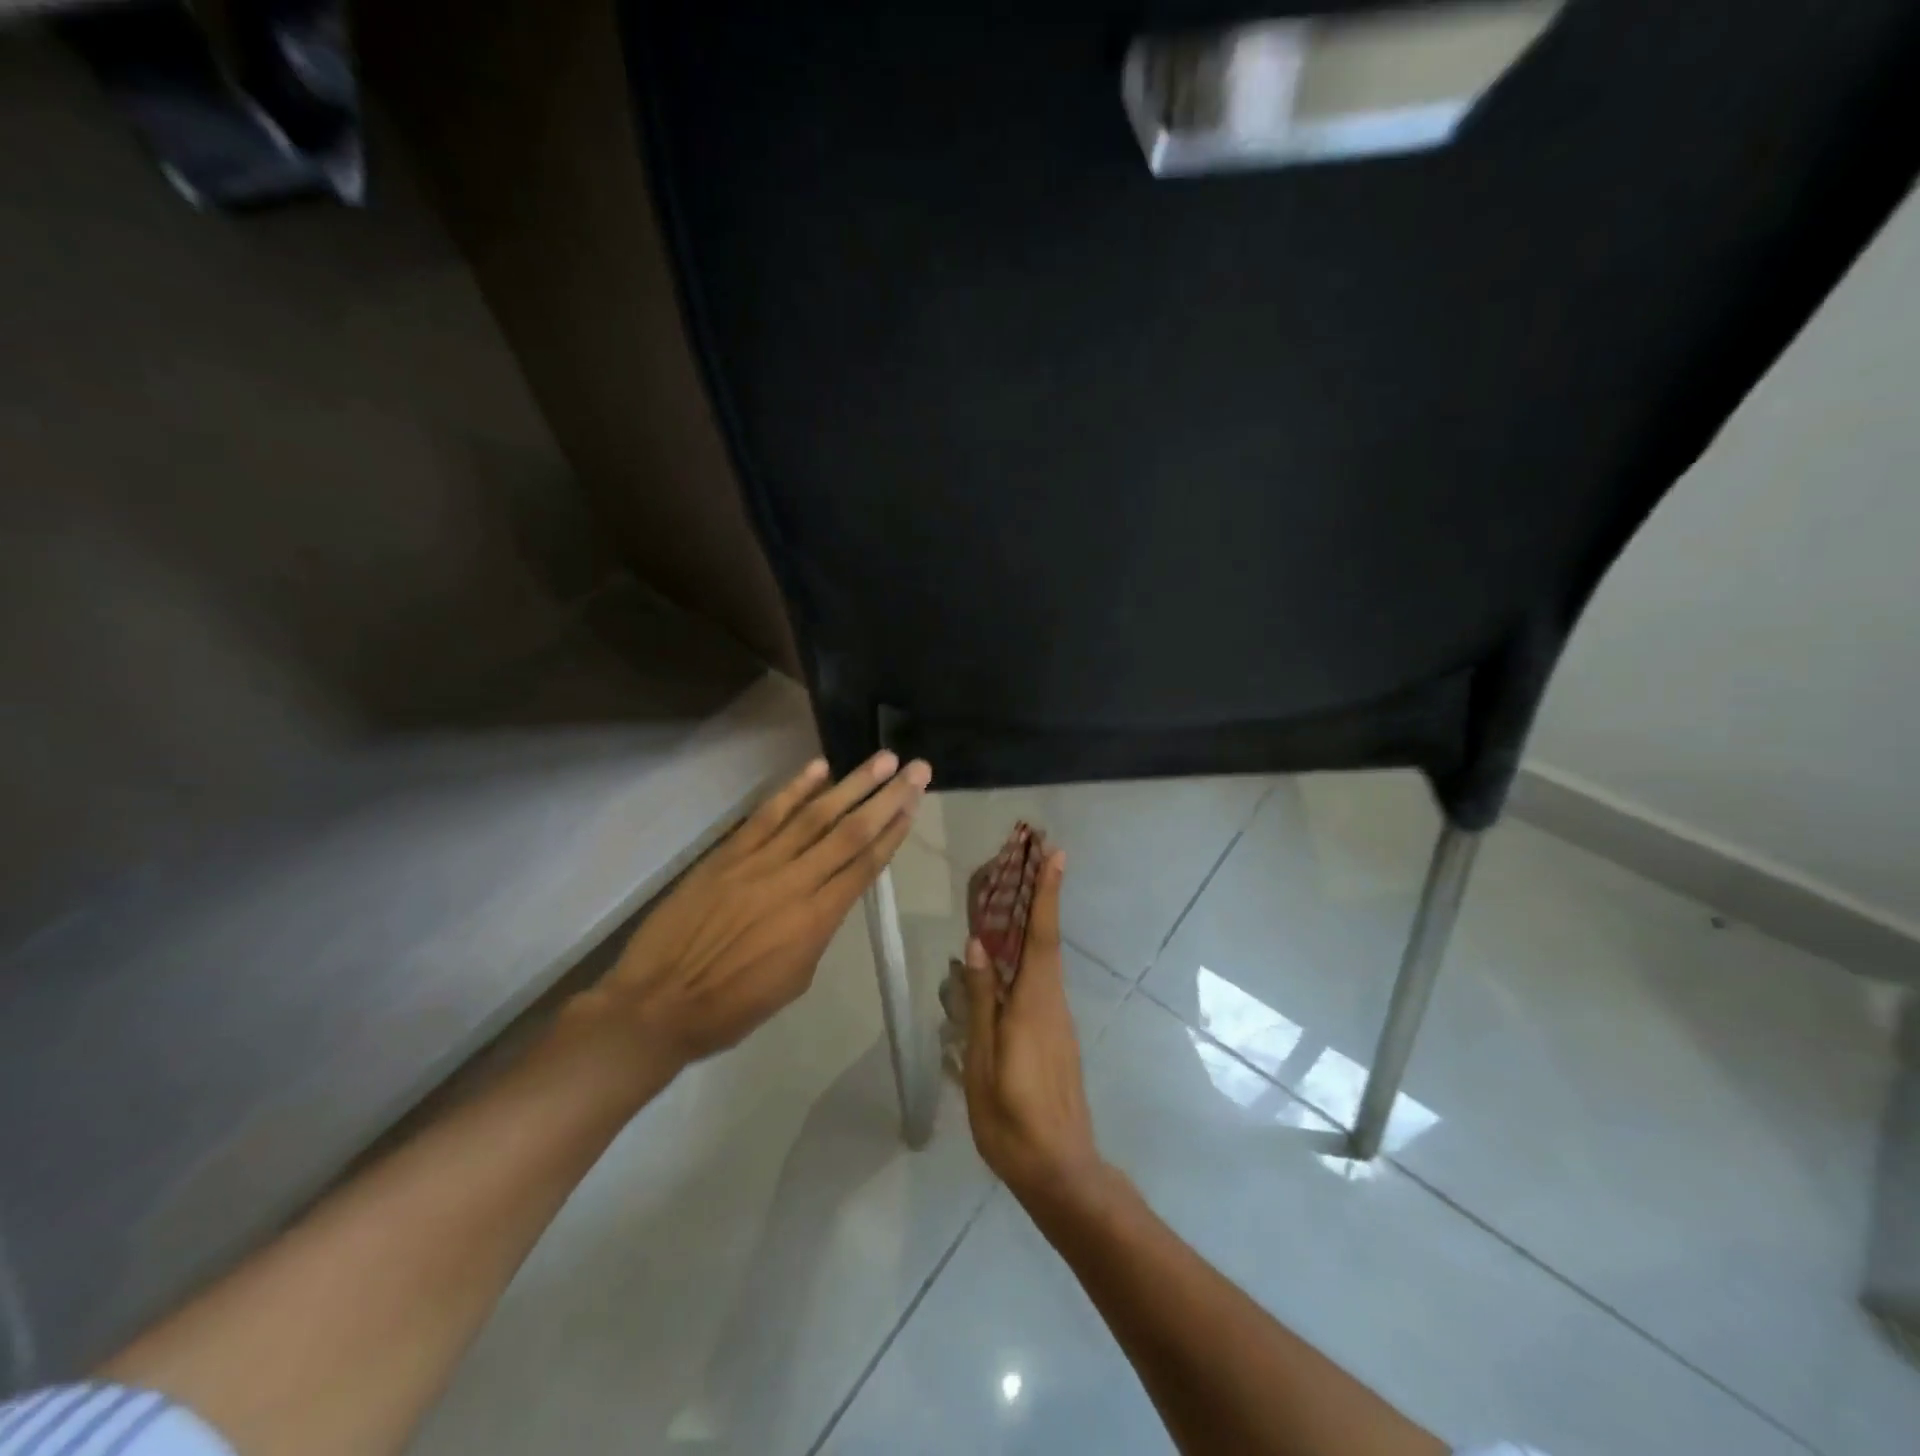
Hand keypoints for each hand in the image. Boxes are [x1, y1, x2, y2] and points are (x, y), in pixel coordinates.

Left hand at [577, 751, 930, 1067]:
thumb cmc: (731, 1007)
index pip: (865, 865)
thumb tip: (829, 895)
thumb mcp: (794, 980)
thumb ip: (818, 930)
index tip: (915, 804)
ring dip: (852, 784)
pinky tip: (820, 768)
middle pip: (851, 832)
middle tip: (918, 769)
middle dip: (888, 798)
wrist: (658, 1005)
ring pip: (815, 815)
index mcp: (817, 921)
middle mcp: (795, 883)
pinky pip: (767, 815)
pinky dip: (794, 789)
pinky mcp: (728, 854)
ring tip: (883, 759)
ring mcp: (759, 863)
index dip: (894, 832)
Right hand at [961, 850, 1108, 1207]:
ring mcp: (1058, 1019)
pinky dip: (1030, 953)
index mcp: (1033, 1004)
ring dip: (1035, 921)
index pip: (1041, 936)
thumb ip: (981, 1002)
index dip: (1048, 893)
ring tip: (1013, 893)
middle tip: (1031, 857)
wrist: (1061, 1171)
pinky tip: (1007, 957)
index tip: (1056, 854)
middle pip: (1046, 939)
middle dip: (1041, 895)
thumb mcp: (982, 1062)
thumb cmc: (1012, 1119)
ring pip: (1045, 959)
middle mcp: (1052, 1002)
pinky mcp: (1056, 1034)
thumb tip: (977, 945)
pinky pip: (1041, 980)